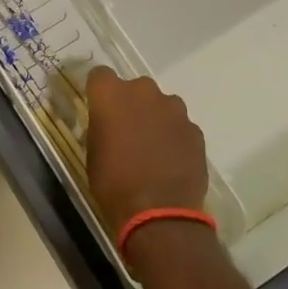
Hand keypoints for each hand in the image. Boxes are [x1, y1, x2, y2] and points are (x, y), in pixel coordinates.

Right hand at [85, 66, 208, 232]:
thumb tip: (109, 124)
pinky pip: (180, 126)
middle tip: (127, 131)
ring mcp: (174, 109)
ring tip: (152, 148)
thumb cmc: (113, 183)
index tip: (99, 109)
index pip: (100, 75)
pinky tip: (170, 161)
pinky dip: (174, 137)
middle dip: (131, 104)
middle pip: (134, 88)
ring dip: (155, 118)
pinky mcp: (194, 129)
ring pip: (161, 105)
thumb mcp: (93, 153)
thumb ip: (101, 126)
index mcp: (111, 95)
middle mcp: (143, 92)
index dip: (100, 92)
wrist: (158, 213)